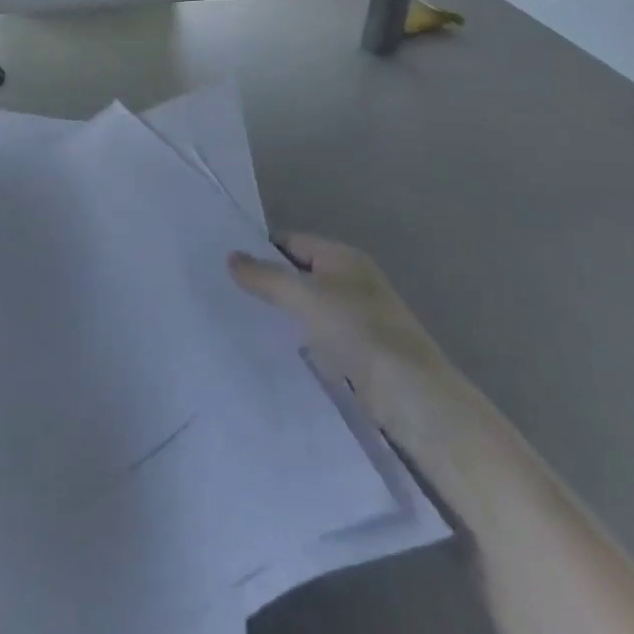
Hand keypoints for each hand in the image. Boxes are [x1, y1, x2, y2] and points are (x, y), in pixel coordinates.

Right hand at [228, 234, 452, 438]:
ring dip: (280, 311)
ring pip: (305, 305)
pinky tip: (269, 346)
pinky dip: (294, 336)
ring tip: (238, 317)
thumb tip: (230, 256)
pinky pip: (315, 332)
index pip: (291, 241)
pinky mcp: (355, 348)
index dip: (260, 249)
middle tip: (225, 290)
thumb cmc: (357, 330)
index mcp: (343, 257)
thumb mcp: (304, 296)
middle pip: (298, 272)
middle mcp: (350, 280)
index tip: (225, 265)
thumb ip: (265, 276)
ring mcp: (355, 315)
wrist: (409, 393)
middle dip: (267, 281)